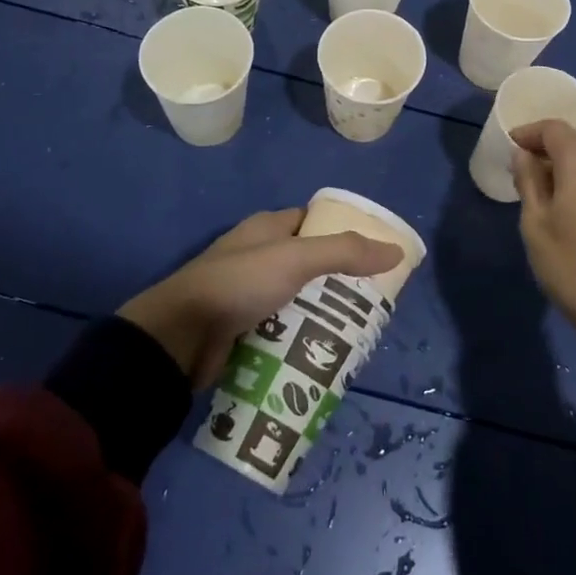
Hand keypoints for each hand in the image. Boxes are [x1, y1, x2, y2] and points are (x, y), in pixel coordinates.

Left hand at [119, 209, 403, 387]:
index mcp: (267, 228)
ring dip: (320, 315)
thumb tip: (397, 250)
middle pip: (310, 264)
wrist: (178, 337)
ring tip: (357, 332)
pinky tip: (324, 353)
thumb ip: (345, 252)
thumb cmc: (238, 284)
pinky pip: (281, 330)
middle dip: (338, 282)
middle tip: (372, 302)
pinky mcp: (241, 329)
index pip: (314, 221)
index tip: (375, 254)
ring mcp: (247, 294)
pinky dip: (300, 339)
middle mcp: (258, 256)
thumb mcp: (295, 259)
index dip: (344, 232)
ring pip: (297, 300)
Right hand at [511, 120, 575, 370]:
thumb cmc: (573, 268)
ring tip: (547, 194)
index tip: (510, 145)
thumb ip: (529, 181)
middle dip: (547, 151)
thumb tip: (524, 155)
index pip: (553, 129)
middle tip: (523, 173)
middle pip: (575, 143)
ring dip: (568, 168)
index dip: (529, 133)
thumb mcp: (536, 225)